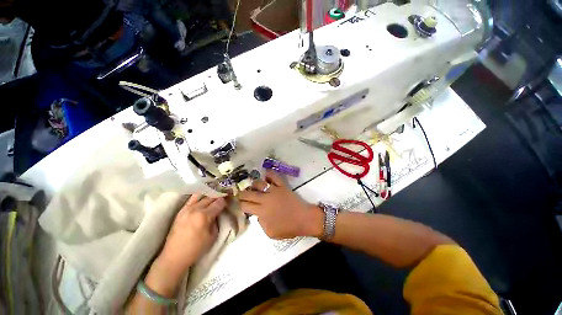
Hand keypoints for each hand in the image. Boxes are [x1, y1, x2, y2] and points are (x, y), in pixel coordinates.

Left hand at [158, 195, 225, 275]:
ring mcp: (187, 208)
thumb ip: (217, 221)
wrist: (174, 256)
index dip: (226, 201)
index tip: (230, 200)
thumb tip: (219, 212)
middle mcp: (195, 209)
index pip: (219, 203)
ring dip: (210, 195)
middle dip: (219, 196)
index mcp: (204, 216)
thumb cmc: (196, 248)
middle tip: (225, 196)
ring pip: (201, 195)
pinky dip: (200, 196)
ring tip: (215, 196)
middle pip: (211, 197)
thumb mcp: (213, 236)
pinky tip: (205, 197)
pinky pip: (192, 198)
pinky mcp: (181, 210)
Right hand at [238, 170, 323, 238]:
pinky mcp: (282, 186)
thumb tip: (257, 214)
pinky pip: (275, 177)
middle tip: (240, 194)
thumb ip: (261, 223)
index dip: (240, 205)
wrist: (304, 219)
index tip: (239, 204)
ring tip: (253, 186)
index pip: (245, 206)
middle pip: (248, 194)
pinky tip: (265, 174)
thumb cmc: (288, 228)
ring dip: (254, 184)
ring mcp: (274, 190)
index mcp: (262, 212)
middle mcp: (265, 199)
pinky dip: (269, 174)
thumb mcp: (270, 233)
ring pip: (259, 183)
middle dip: (241, 194)